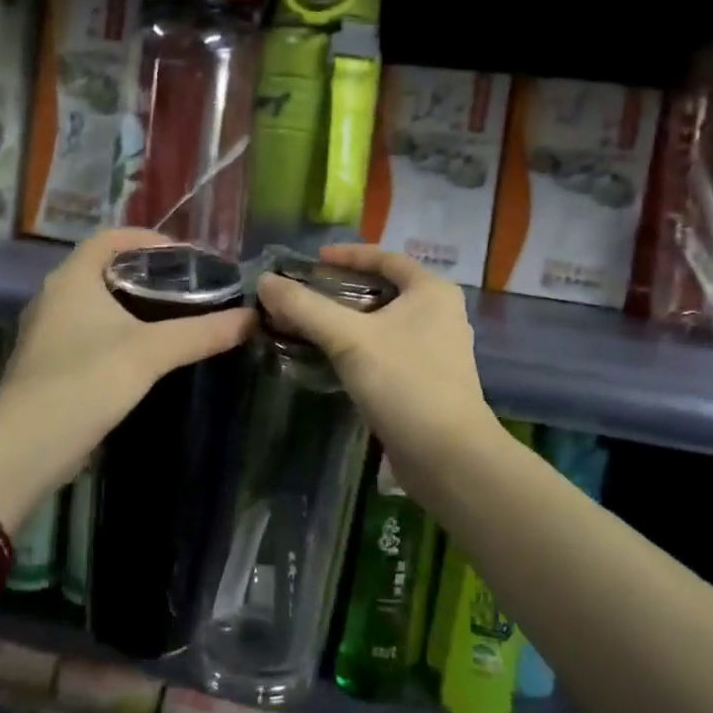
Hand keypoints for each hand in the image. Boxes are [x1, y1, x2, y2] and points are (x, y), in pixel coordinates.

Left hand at [0, 231, 254, 508]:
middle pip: (106, 268)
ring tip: (176, 317)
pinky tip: (147, 353)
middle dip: (148, 274)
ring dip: (134, 305)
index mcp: (73, 277)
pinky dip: (120, 332)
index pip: (112, 237)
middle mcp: (55, 296)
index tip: (188, 257)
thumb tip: (252, 317)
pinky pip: (91, 332)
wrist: (28, 446)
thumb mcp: (152, 352)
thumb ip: (202, 332)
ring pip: (98, 303)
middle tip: (190, 287)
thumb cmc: (87, 380)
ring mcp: (48, 331)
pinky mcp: (50, 363)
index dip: (150, 239)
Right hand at [256, 245, 497, 484]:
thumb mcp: (350, 339)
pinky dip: (360, 347)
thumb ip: (306, 308)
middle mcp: (440, 314)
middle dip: (343, 289)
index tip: (313, 260)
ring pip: (384, 323)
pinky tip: (331, 358)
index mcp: (432, 292)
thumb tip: (265, 281)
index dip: (348, 255)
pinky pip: (387, 350)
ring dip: (349, 321)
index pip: (386, 257)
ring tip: (310, 324)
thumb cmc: (404, 383)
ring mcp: (436, 350)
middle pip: (384, 289)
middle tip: (305, 293)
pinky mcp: (427, 381)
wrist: (448, 457)